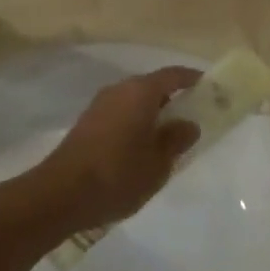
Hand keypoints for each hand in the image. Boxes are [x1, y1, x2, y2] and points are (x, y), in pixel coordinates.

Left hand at [25, 67, 201, 236]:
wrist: (59, 195)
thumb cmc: (117, 175)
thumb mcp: (158, 163)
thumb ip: (176, 139)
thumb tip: (188, 124)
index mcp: (141, 91)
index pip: (174, 75)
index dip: (194, 79)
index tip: (210, 88)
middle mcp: (119, 89)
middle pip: (153, 87)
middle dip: (173, 100)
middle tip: (191, 120)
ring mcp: (99, 106)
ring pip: (135, 102)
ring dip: (152, 114)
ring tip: (166, 139)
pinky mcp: (86, 124)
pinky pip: (120, 115)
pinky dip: (135, 124)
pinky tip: (139, 150)